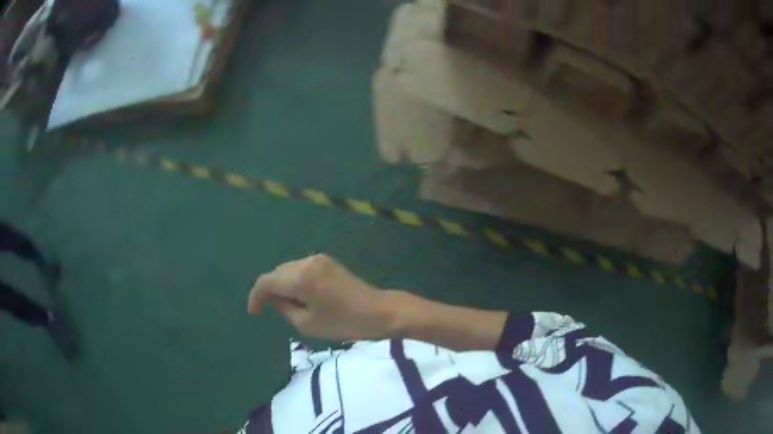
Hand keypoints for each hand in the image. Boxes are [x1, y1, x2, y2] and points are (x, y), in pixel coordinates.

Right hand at [247, 254, 394, 339]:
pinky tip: (300, 296)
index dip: (256, 296)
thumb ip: (284, 308)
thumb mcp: (307, 324)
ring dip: (282, 284)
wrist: (378, 311)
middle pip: (277, 273)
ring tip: (286, 305)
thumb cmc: (343, 323)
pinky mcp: (327, 261)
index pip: (267, 282)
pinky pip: (301, 269)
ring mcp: (318, 259)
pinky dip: (294, 280)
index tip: (254, 312)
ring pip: (288, 269)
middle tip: (270, 310)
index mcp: (300, 278)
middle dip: (269, 290)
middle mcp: (306, 262)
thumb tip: (274, 299)